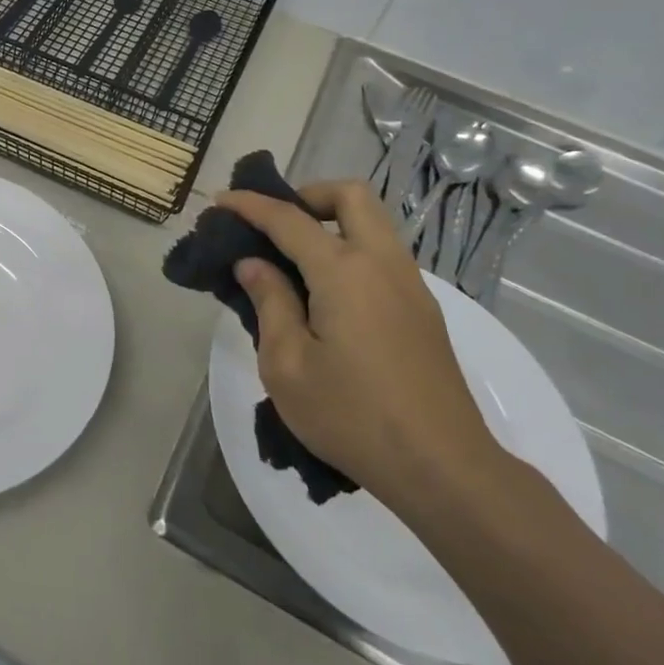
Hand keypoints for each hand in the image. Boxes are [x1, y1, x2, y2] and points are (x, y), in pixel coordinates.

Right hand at [215, 180, 506, 514]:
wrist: (443, 469)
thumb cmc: (352, 416)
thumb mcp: (287, 364)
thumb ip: (269, 303)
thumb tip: (254, 265)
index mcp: (345, 271)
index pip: (289, 219)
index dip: (250, 205)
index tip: (221, 202)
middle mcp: (383, 264)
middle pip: (351, 196)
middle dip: (307, 195)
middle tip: (273, 224)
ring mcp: (410, 286)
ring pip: (373, 224)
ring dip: (331, 222)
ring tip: (291, 259)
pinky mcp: (422, 312)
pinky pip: (382, 256)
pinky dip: (349, 251)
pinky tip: (324, 295)